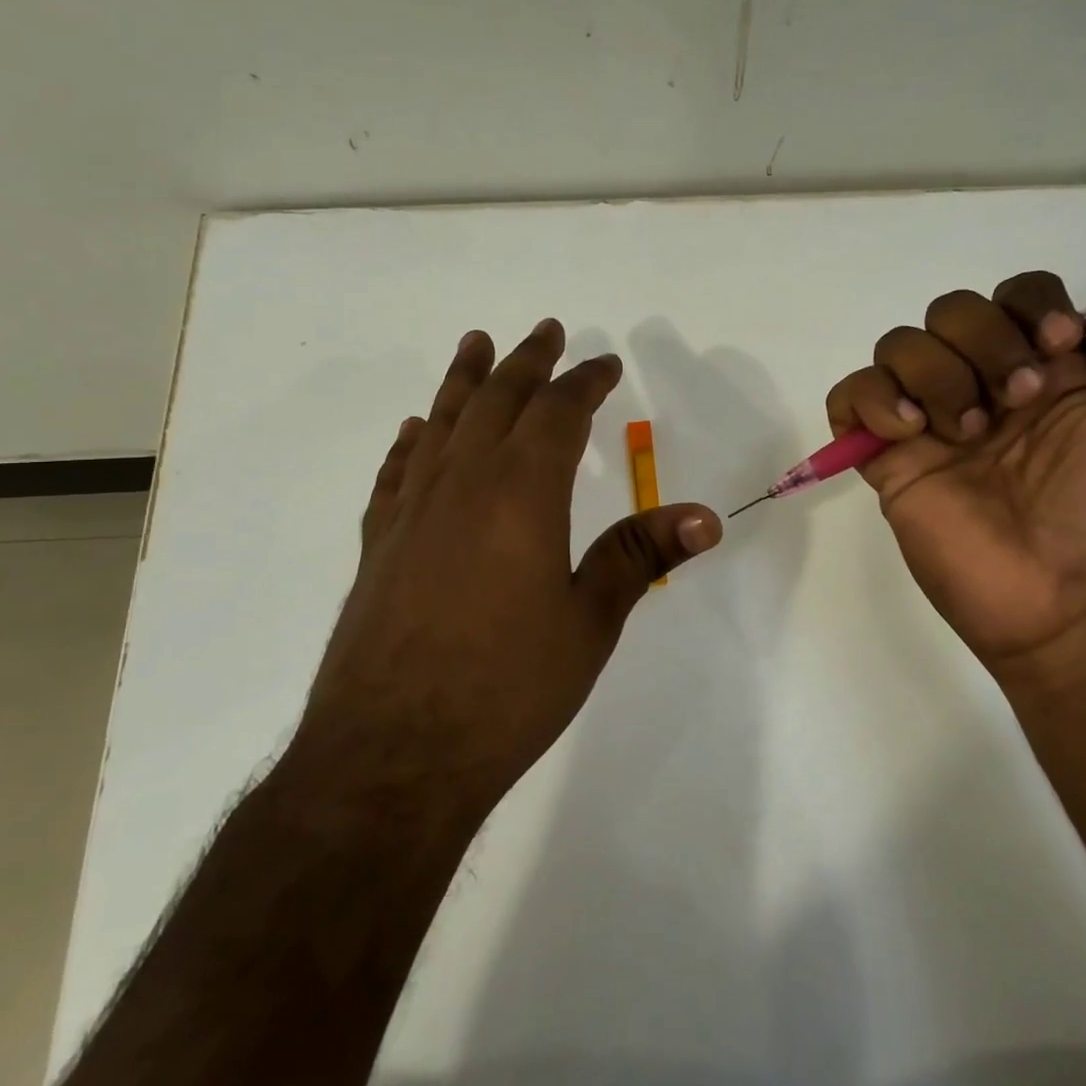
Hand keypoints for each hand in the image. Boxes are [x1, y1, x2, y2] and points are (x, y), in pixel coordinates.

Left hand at [298, 320, 721, 828]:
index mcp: (522, 493)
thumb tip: (706, 516)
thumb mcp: (590, 622)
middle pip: (496, 401)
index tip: (605, 364)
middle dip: (526, 362)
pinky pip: (397, 472)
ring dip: (463, 381)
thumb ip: (640, 557)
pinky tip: (415, 431)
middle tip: (545, 330)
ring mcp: (412, 512)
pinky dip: (412, 442)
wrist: (392, 755)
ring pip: (441, 423)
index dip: (585, 382)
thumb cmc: (507, 688)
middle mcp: (463, 484)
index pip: (558, 414)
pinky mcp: (379, 545)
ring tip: (476, 345)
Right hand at [826, 273, 1085, 684]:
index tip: (1057, 350)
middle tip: (1017, 402)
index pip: (1015, 295)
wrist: (1073, 599)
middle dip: (984, 341)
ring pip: (899, 345)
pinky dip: (872, 399)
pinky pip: (849, 397)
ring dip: (936, 374)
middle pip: (951, 310)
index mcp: (1047, 372)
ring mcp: (932, 424)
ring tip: (967, 434)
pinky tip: (912, 434)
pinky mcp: (890, 461)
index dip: (1030, 304)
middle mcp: (985, 387)